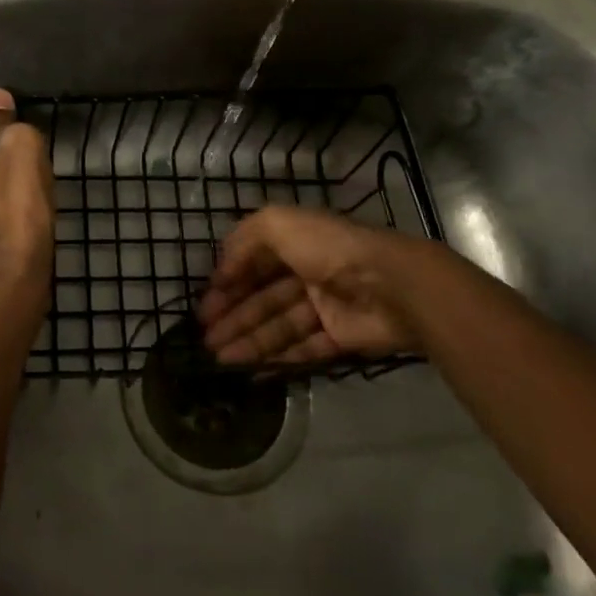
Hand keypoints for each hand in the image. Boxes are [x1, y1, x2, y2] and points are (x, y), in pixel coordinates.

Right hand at [197, 206, 488, 366]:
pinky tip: (251, 371)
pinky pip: (303, 349)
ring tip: (218, 359)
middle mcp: (309, 272)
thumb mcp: (277, 224)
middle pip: (263, 298)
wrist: (391, 285)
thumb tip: (222, 271)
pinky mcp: (341, 337)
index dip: (227, 283)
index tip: (204, 305)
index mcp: (295, 242)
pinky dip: (277, 359)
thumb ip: (243, 240)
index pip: (253, 264)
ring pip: (278, 326)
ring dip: (247, 341)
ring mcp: (326, 307)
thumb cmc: (329, 249)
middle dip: (232, 317)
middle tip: (204, 339)